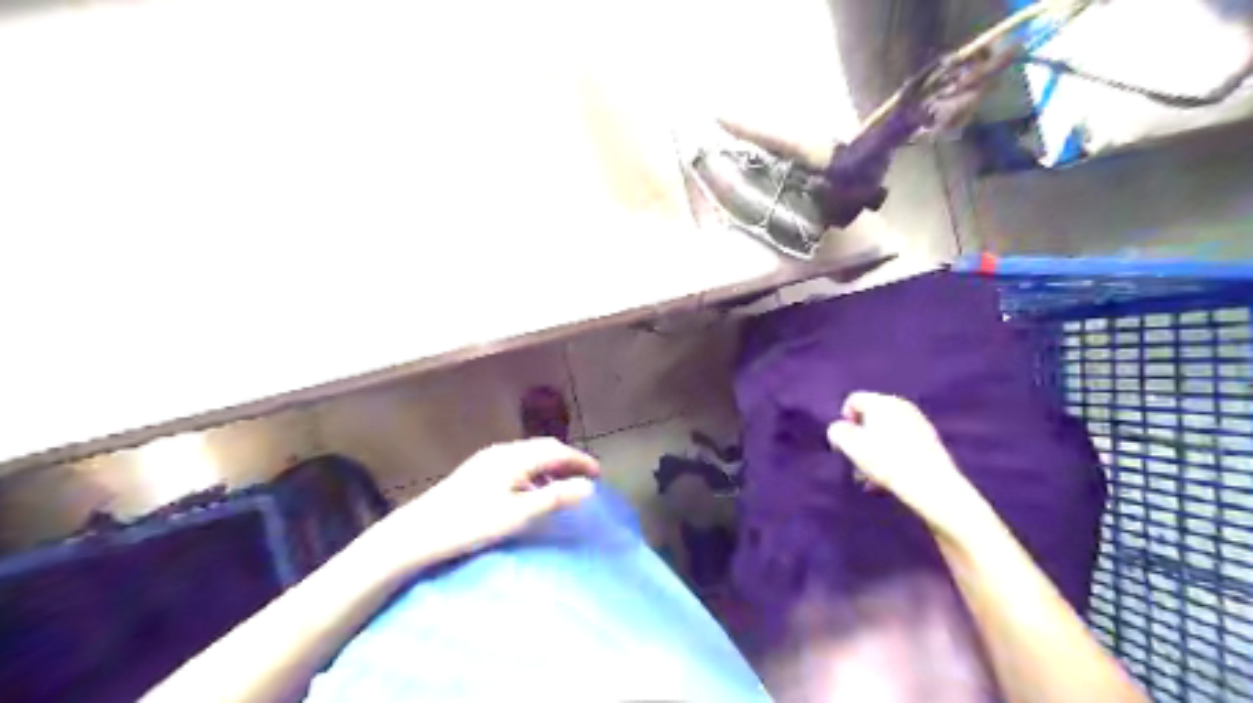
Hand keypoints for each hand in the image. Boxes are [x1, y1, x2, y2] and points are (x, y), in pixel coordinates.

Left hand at [369, 439, 597, 571]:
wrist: (417, 532)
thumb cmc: (471, 523)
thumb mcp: (517, 514)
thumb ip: (555, 498)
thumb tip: (589, 488)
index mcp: (515, 457)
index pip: (557, 451)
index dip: (580, 460)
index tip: (599, 474)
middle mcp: (502, 452)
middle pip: (543, 448)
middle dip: (567, 459)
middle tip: (585, 476)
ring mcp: (487, 460)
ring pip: (528, 455)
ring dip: (550, 465)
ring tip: (562, 485)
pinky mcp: (476, 471)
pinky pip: (516, 463)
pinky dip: (533, 471)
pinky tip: (530, 491)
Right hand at [829, 393, 994, 536]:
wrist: (931, 485)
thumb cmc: (886, 460)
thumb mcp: (850, 445)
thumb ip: (837, 432)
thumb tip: (840, 429)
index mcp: (882, 402)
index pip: (853, 400)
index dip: (843, 421)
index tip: (843, 443)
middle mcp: (901, 406)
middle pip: (870, 419)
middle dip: (859, 440)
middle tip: (855, 462)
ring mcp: (918, 423)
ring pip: (885, 434)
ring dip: (874, 452)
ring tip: (869, 478)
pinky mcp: (930, 441)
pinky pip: (901, 444)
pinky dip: (891, 457)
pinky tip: (888, 480)